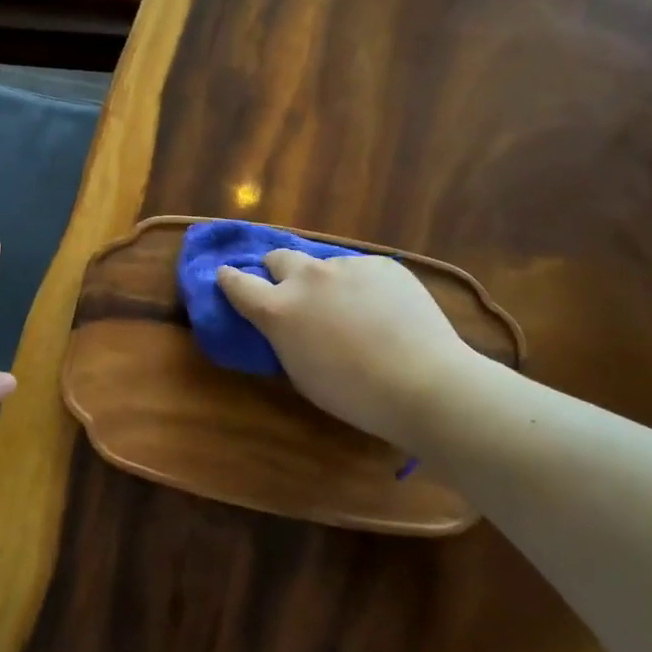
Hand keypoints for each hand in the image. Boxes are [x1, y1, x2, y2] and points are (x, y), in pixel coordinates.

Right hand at [217, 252, 480, 448]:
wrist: (424, 382)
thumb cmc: (354, 394)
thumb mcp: (301, 372)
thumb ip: (285, 337)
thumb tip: (287, 323)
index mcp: (278, 309)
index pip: (236, 282)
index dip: (229, 279)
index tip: (227, 276)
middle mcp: (306, 278)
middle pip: (278, 257)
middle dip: (277, 271)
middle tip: (291, 292)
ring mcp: (345, 266)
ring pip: (325, 266)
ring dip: (327, 283)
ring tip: (353, 312)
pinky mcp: (380, 264)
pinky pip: (361, 271)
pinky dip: (363, 287)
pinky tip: (385, 313)